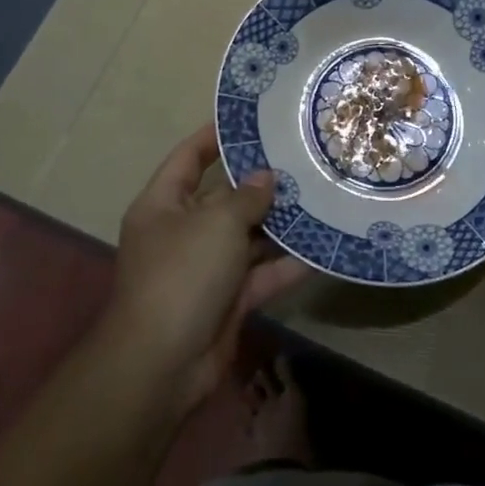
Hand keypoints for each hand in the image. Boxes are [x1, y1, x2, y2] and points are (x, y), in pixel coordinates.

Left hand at [106, 125, 310, 414]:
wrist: (163, 365)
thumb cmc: (182, 275)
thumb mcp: (216, 223)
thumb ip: (246, 197)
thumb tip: (266, 177)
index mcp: (164, 205)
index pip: (188, 157)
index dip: (214, 136)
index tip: (250, 120)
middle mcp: (183, 232)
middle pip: (224, 197)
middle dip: (261, 182)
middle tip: (303, 158)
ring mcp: (206, 268)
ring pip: (248, 237)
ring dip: (279, 224)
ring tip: (320, 196)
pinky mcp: (228, 300)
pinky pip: (261, 274)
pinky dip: (286, 265)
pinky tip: (321, 249)